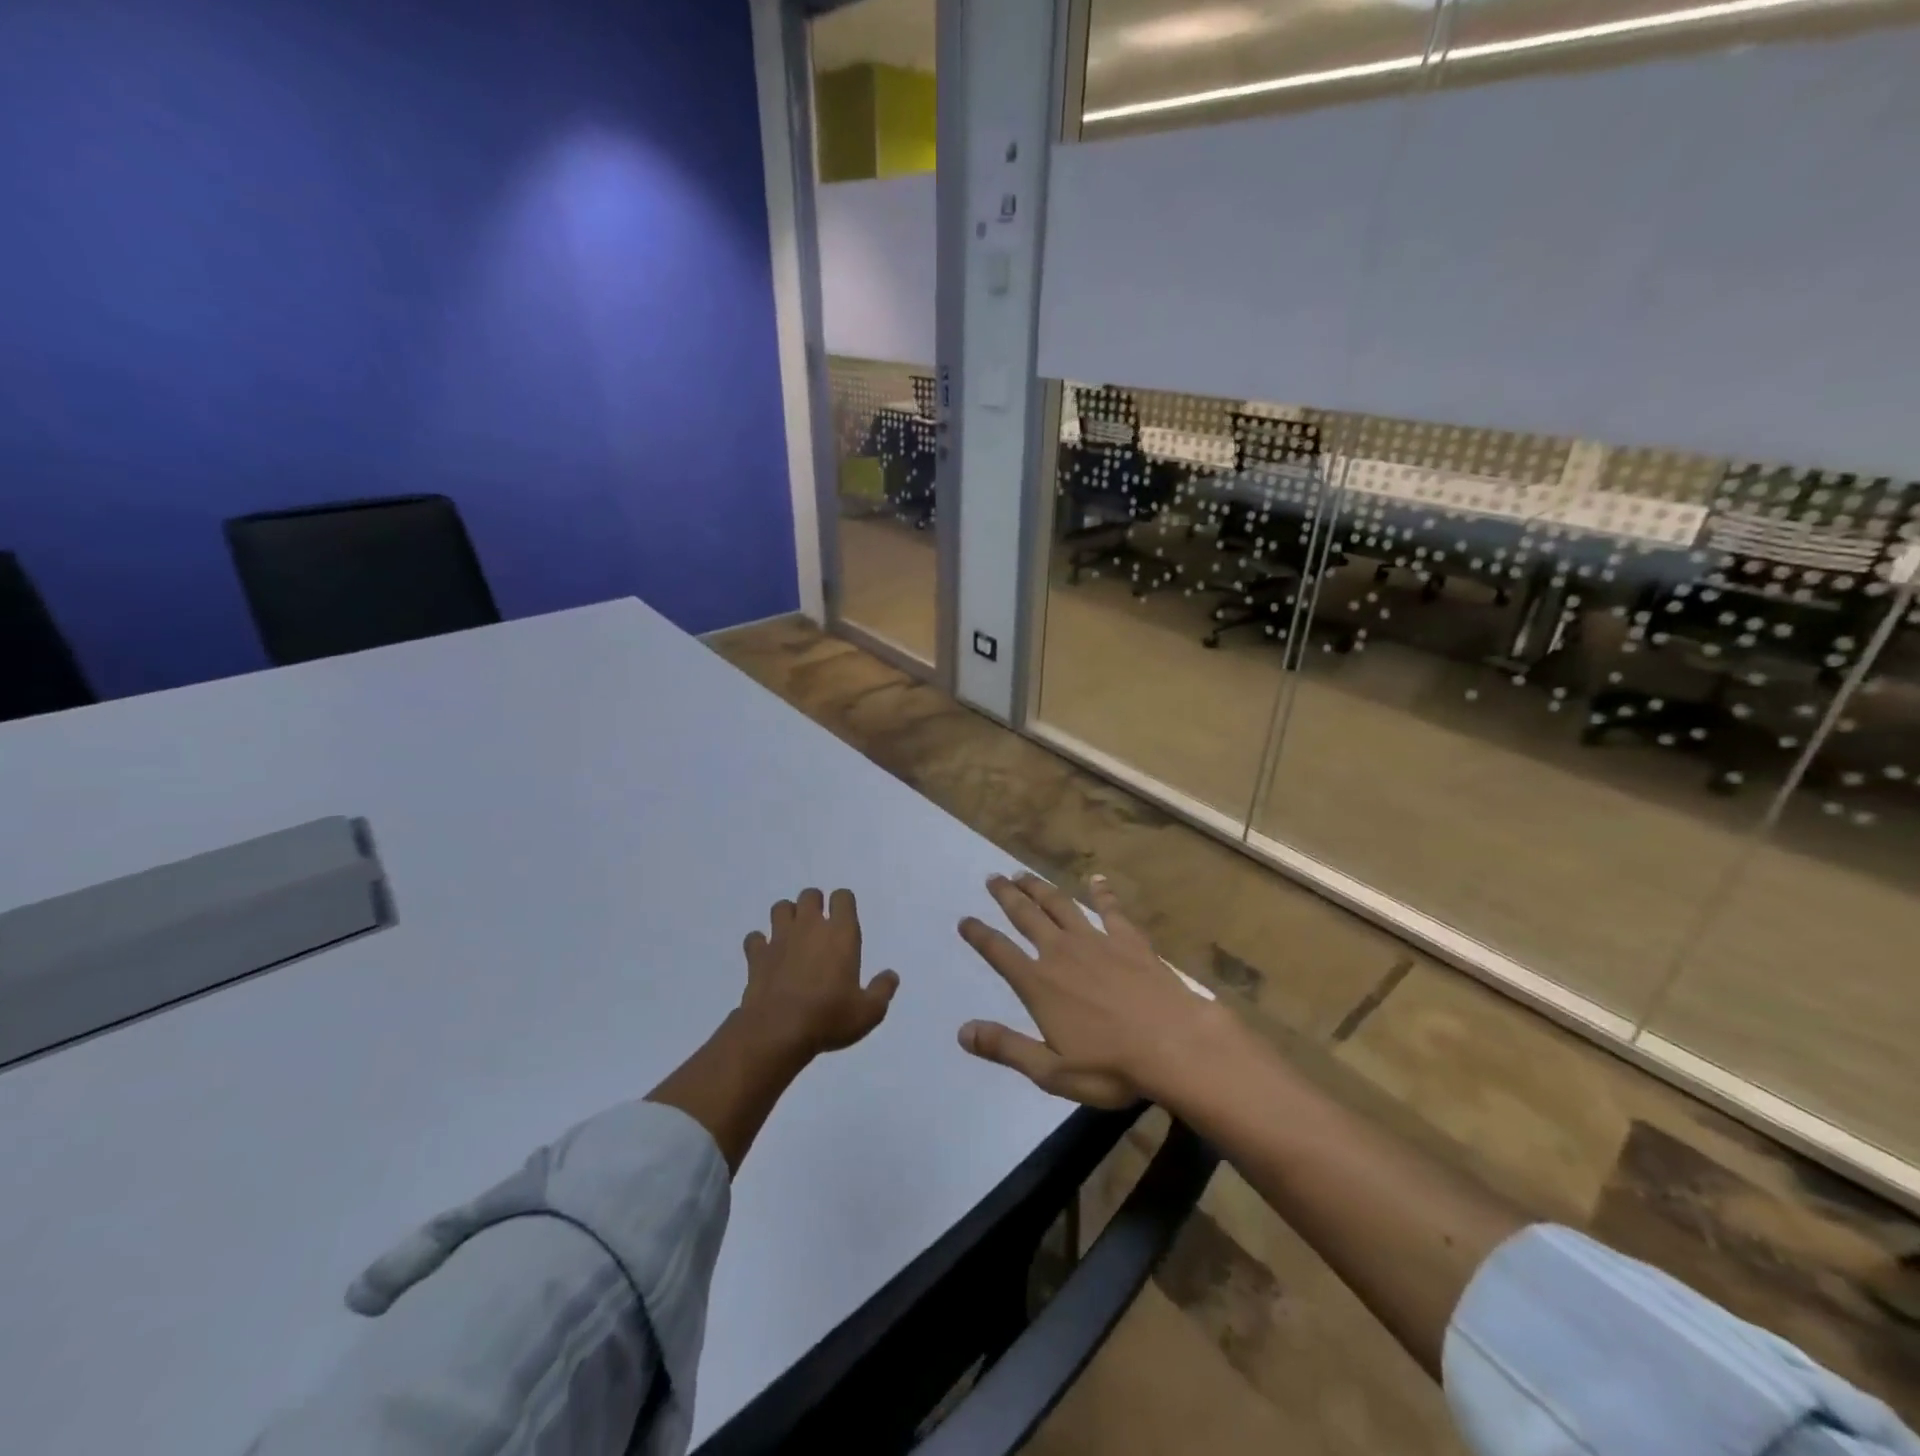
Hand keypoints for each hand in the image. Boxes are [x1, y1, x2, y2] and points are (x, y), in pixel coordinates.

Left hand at [736, 888, 898, 1060]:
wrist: (778, 1032)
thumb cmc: (829, 1017)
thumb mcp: (869, 1012)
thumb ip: (883, 991)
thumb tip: (891, 976)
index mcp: (841, 933)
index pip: (843, 897)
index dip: (844, 904)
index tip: (845, 920)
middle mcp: (810, 927)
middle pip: (810, 895)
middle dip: (814, 905)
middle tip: (819, 928)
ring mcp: (780, 938)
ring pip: (781, 907)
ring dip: (787, 917)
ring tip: (793, 936)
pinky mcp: (757, 955)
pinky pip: (755, 938)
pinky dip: (760, 943)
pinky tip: (767, 957)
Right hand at [956, 873, 1222, 1108]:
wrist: (1174, 1045)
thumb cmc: (1111, 1066)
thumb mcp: (1051, 1071)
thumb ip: (1006, 1047)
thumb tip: (962, 1032)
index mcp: (1039, 984)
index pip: (999, 952)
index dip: (979, 935)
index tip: (965, 920)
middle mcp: (1061, 952)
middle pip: (1027, 916)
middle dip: (1007, 896)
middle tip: (992, 877)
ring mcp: (1096, 941)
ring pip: (1060, 905)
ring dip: (1040, 888)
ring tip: (1024, 874)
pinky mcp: (1128, 939)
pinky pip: (1110, 909)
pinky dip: (1101, 892)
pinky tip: (1096, 879)